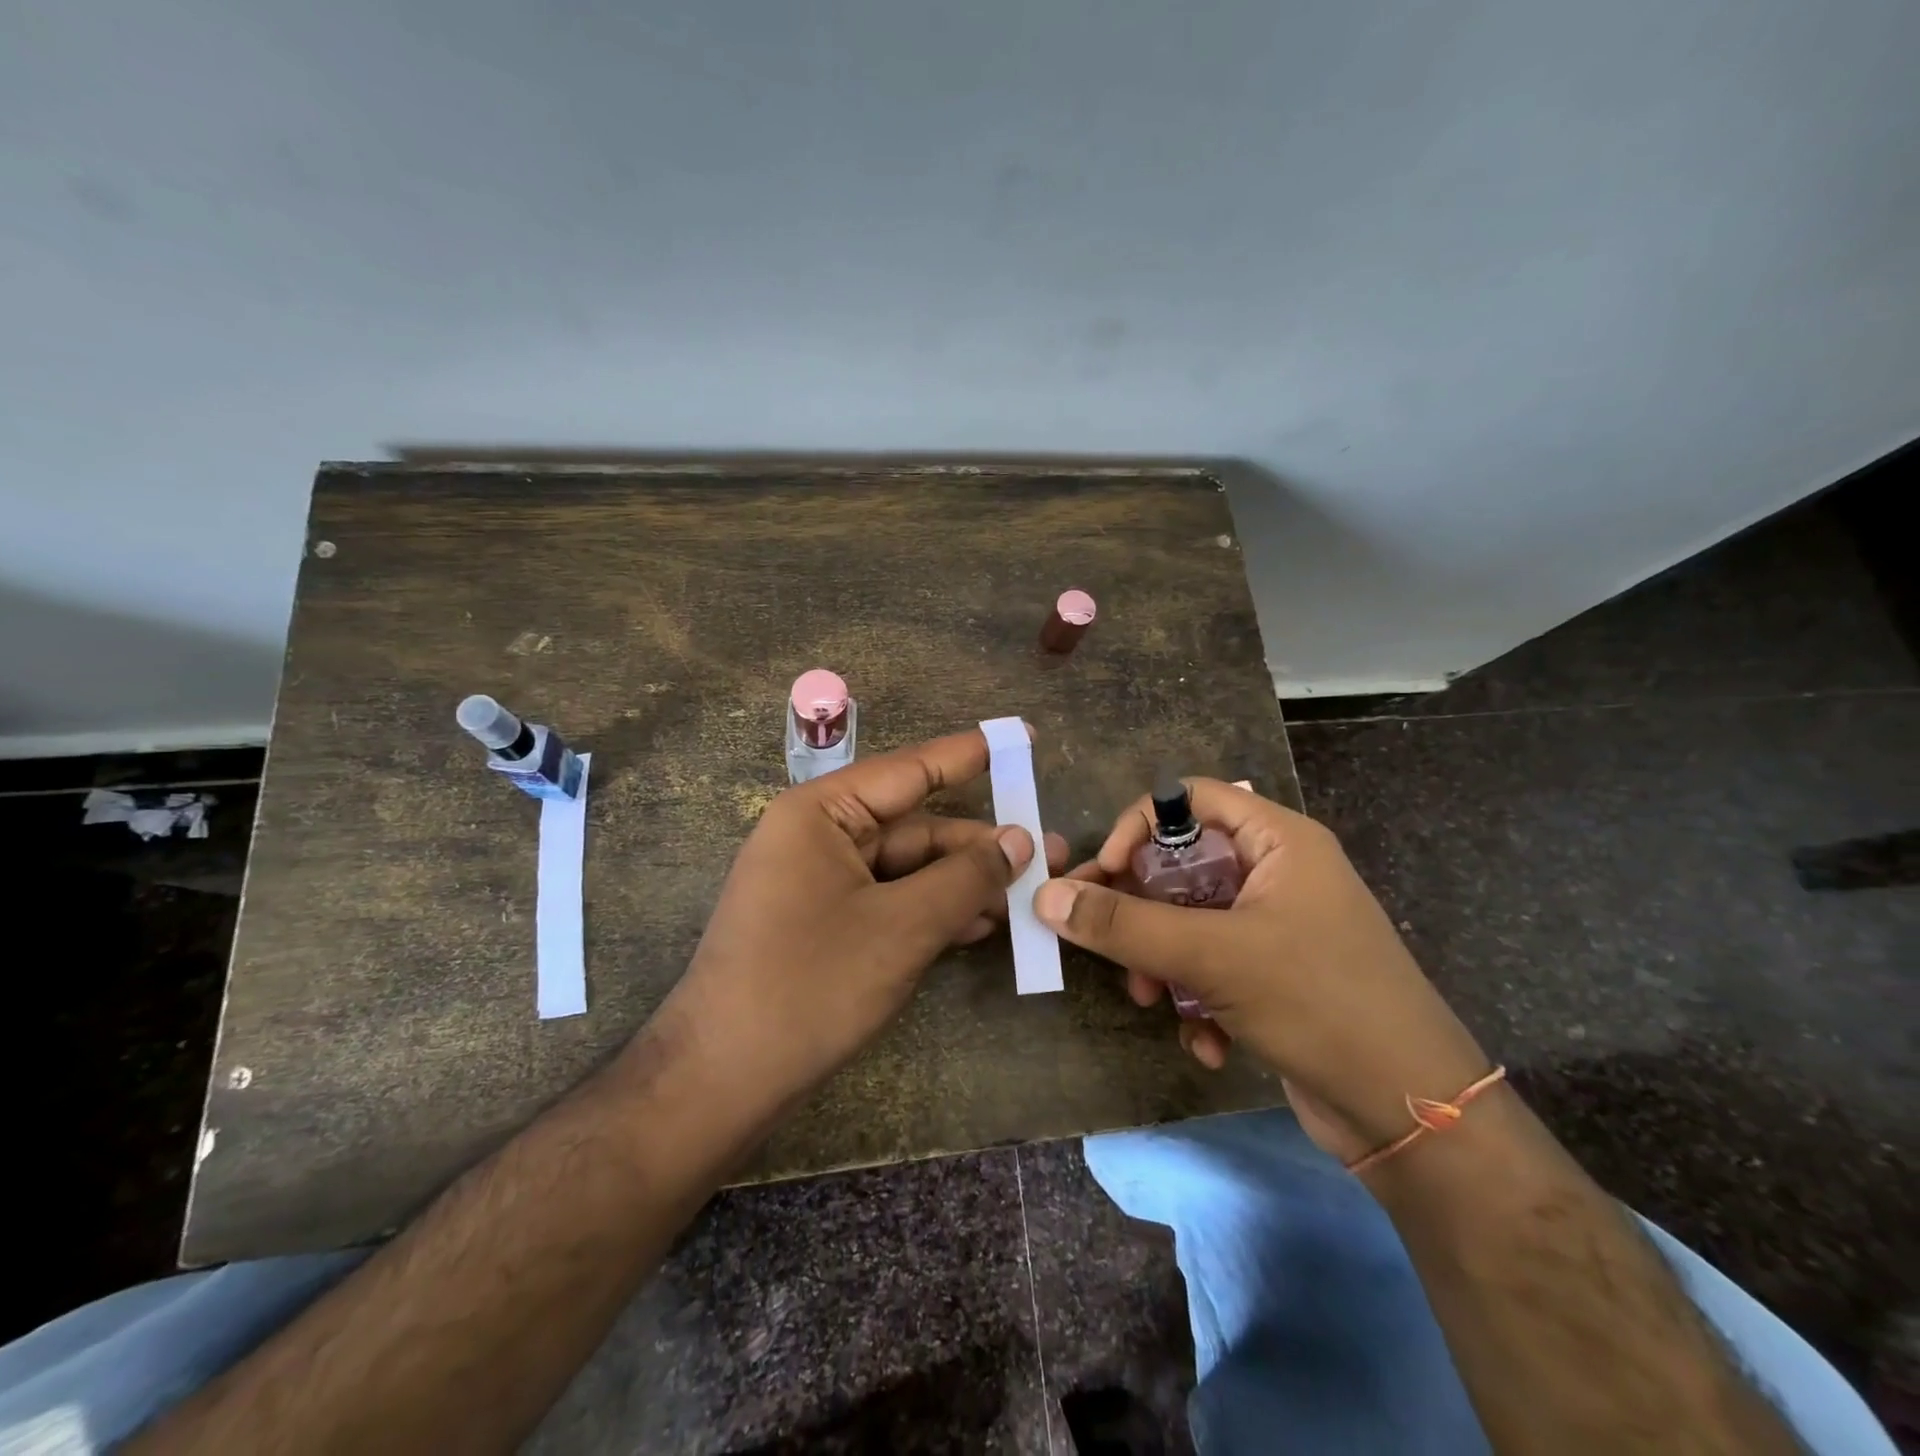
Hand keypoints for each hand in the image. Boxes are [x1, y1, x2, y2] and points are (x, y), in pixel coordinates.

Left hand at [657, 727, 1067, 1118]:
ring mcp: (819, 883)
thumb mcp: (903, 927)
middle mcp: (818, 837)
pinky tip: (980, 928)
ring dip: (963, 884)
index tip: (1022, 737)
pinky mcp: (825, 924)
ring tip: (1028, 898)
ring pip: (908, 869)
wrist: (721, 1080)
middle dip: (980, 845)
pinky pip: (890, 901)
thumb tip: (1019, 840)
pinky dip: (933, 912)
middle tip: (1050, 852)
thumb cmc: (810, 985)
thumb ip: (965, 878)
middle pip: (915, 827)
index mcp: (821, 813)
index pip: (910, 770)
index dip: (970, 753)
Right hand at [1036, 779, 1488, 1159]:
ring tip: (1152, 999)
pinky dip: (1196, 998)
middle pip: (1181, 864)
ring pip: (1189, 921)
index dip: (1139, 826)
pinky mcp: (1274, 977)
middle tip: (1105, 942)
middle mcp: (1278, 874)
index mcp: (1278, 841)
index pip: (1189, 798)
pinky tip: (1205, 1041)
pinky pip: (1212, 965)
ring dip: (1161, 961)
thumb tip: (1047, 896)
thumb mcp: (1212, 956)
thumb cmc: (1319, 1003)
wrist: (1414, 1117)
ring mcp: (1277, 927)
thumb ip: (1124, 924)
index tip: (1103, 873)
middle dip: (1141, 910)